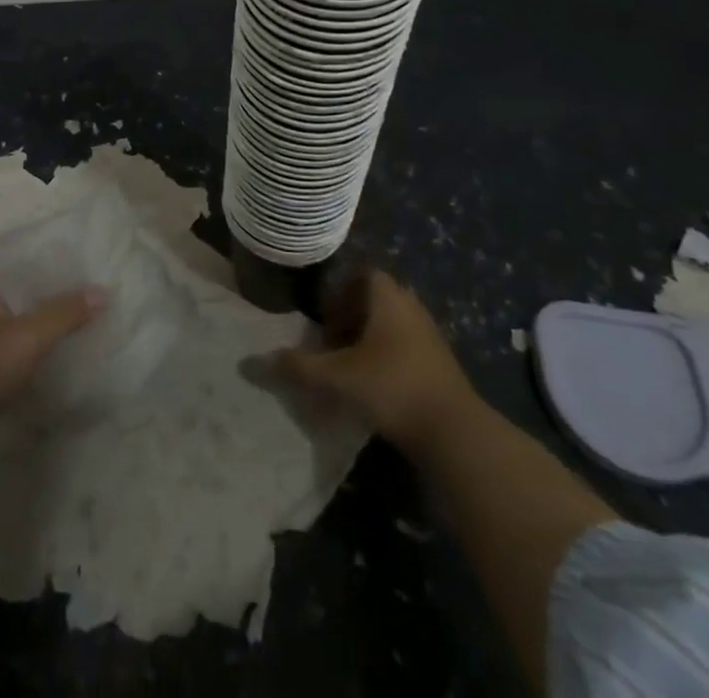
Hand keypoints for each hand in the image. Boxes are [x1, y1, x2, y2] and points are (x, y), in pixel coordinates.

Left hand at [0, 256, 104, 470]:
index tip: (74, 246)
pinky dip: (31, 339)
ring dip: (40, 312)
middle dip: (47, 281)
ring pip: (14, 313)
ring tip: (78, 307)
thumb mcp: (26, 337)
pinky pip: (10, 340)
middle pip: (16, 282)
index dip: (41, 246)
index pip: (13, 250)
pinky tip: (55, 344)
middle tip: (86, 277)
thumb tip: (104, 291)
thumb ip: (64, 313)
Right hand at [277, 270, 478, 449]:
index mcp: (389, 298)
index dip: (341, 292)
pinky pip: (408, 350)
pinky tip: (376, 389)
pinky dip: (389, 361)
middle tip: (332, 343)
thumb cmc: (391, 386)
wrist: (454, 432)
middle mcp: (412, 308)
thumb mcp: (337, 376)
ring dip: (370, 341)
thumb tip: (254, 361)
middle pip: (378, 300)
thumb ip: (298, 367)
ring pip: (394, 327)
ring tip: (350, 368)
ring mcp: (431, 338)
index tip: (325, 319)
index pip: (364, 275)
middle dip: (352, 318)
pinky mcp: (442, 367)